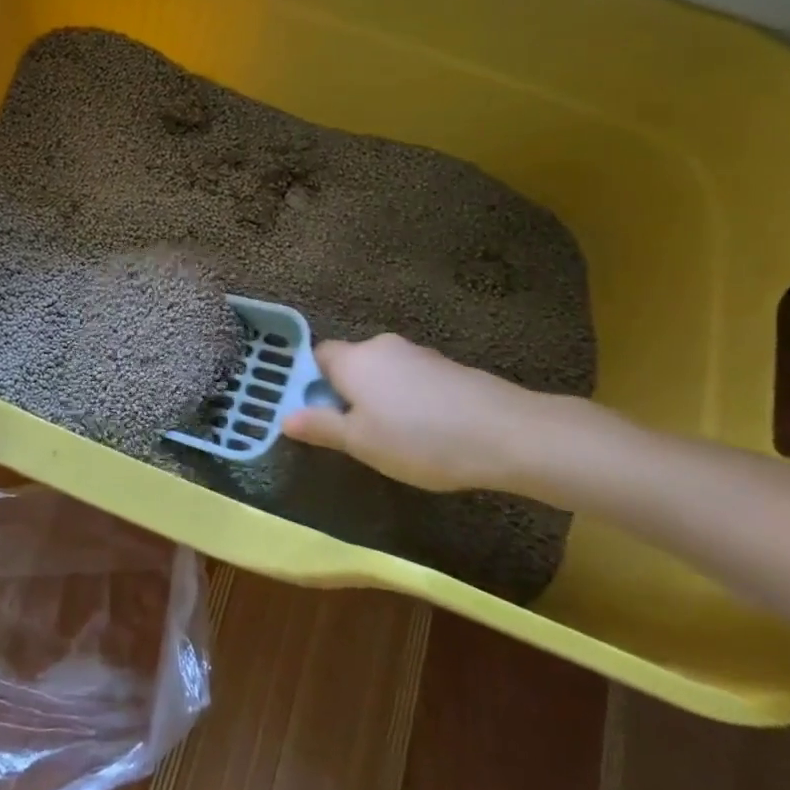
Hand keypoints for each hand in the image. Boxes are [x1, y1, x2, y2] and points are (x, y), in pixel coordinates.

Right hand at [281, 333, 576, 494]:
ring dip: (378, 398)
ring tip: (390, 438)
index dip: (309, 383)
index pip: (316, 356)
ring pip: (381, 373)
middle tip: (350, 434)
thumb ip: (321, 426)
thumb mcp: (361, 443)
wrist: (505, 433)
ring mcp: (418, 354)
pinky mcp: (446, 367)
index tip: (314, 415)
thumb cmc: (420, 439)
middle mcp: (381, 346)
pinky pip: (410, 380)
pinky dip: (407, 400)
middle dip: (344, 394)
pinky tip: (424, 431)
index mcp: (354, 359)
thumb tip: (284, 417)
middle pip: (350, 364)